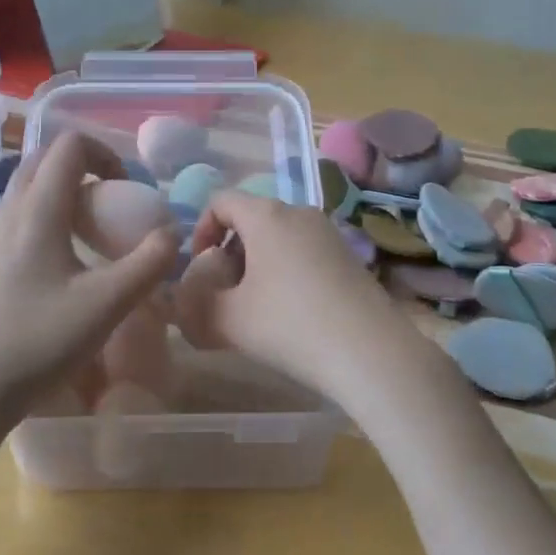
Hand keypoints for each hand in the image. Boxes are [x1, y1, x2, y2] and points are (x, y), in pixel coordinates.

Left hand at [0, 132, 177, 416]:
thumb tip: (172, 233)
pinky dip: (41, 215)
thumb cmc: (39, 341)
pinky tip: (55, 263)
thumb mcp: (107, 305)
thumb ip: (148, 263)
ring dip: (60, 191)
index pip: (69, 145)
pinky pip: (13, 215)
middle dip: (83, 167)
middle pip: (44, 159)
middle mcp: (6, 210)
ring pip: (25, 187)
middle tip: (111, 204)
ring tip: (86, 234)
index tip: (126, 190)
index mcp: (37, 210)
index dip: (105, 153)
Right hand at [175, 191, 429, 400]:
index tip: (200, 268)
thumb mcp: (228, 322)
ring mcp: (329, 233)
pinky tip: (291, 313)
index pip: (221, 201)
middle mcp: (299, 213)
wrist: (371, 353)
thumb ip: (194, 308)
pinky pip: (304, 251)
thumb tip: (184, 302)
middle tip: (225, 292)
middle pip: (251, 218)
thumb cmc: (290, 326)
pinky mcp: (349, 257)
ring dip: (257, 264)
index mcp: (266, 215)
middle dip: (229, 251)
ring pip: (279, 236)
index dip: (200, 230)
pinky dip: (286, 271)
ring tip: (256, 307)